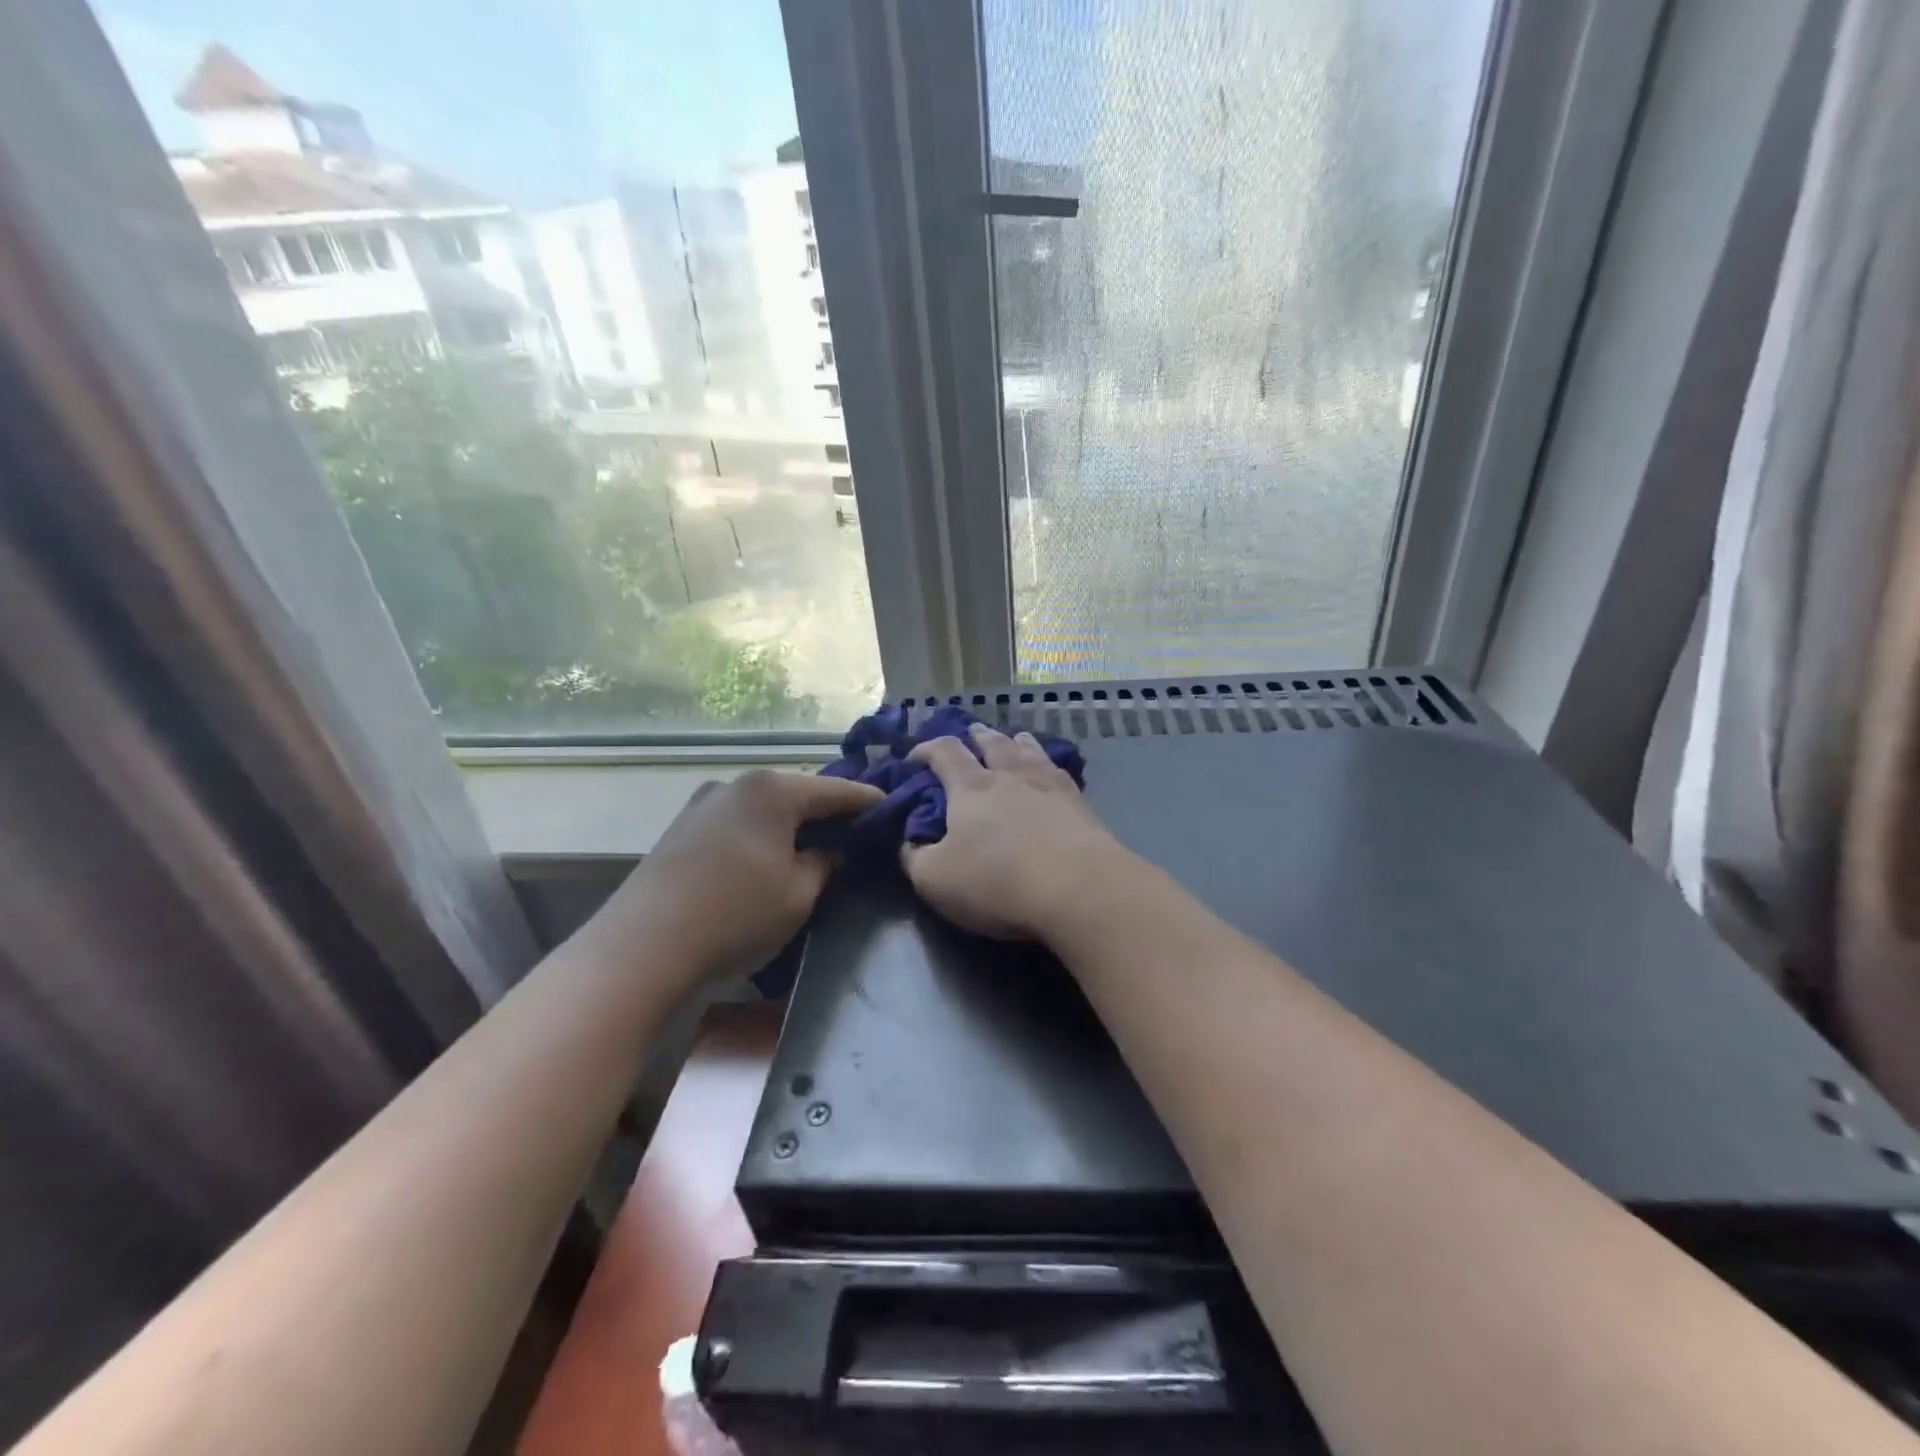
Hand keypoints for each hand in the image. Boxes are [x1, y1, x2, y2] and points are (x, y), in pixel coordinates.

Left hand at [607, 771, 882, 991]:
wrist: (641, 947)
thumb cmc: (735, 916)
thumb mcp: (798, 895)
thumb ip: (825, 864)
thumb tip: (833, 850)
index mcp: (772, 791)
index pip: (836, 790)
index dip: (868, 801)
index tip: (893, 808)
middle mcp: (737, 784)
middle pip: (797, 794)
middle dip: (827, 812)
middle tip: (856, 832)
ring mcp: (703, 803)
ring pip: (763, 808)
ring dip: (790, 824)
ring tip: (813, 846)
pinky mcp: (680, 828)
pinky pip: (737, 822)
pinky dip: (760, 834)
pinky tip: (767, 857)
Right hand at [901, 723, 1128, 939]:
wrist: (1079, 889)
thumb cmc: (998, 883)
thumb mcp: (935, 880)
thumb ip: (914, 857)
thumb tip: (908, 841)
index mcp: (970, 788)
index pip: (944, 752)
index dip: (925, 749)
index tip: (914, 758)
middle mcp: (1008, 775)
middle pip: (991, 742)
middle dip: (976, 736)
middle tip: (970, 734)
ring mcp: (1048, 785)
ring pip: (1028, 750)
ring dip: (1015, 741)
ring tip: (1013, 739)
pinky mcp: (1079, 803)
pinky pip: (1058, 770)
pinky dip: (1048, 763)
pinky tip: (1051, 769)